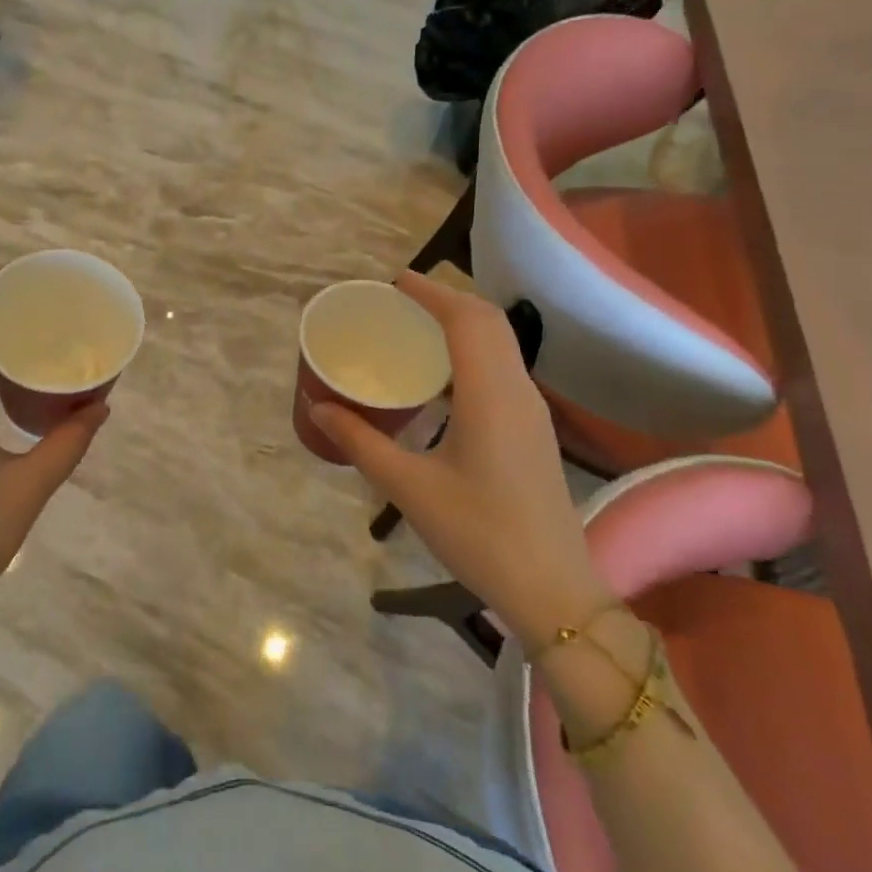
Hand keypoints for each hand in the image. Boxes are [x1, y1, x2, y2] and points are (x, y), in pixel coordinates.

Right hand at [310, 271, 609, 647]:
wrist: (553, 590)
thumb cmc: (479, 534)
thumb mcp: (409, 488)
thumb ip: (361, 442)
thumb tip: (318, 409)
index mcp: (490, 395)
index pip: (466, 319)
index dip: (432, 292)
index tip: (393, 282)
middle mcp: (517, 391)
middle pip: (488, 322)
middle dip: (445, 299)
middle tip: (398, 300)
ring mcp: (531, 411)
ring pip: (500, 343)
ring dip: (461, 323)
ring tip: (414, 328)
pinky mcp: (532, 430)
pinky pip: (501, 368)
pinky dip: (471, 350)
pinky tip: (439, 377)